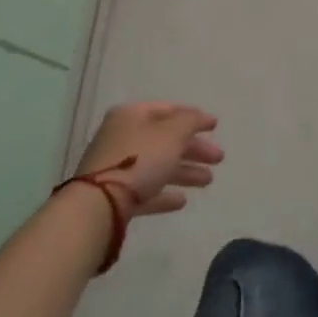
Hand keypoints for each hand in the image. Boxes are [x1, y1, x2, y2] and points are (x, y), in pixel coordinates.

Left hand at [74, 102, 222, 216]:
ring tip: (208, 181)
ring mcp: (116, 168)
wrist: (99, 206)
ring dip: (185, 172)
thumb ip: (190, 121)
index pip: (168, 110)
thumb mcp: (173, 133)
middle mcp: (123, 137)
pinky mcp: (115, 196)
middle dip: (194, 149)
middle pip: (166, 140)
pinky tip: (181, 201)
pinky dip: (164, 193)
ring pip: (158, 165)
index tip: (214, 126)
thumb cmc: (139, 159)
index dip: (193, 117)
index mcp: (132, 115)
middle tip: (218, 158)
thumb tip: (199, 117)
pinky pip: (145, 190)